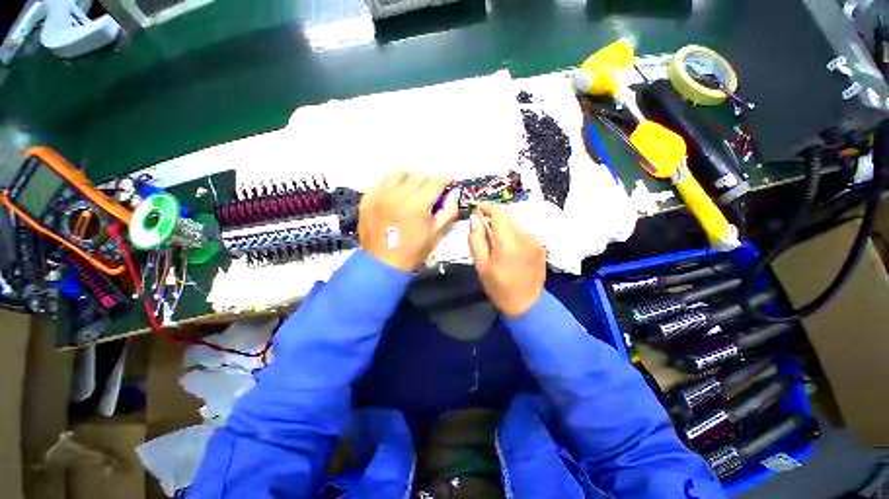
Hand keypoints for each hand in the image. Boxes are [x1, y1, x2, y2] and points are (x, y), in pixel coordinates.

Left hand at [358, 172, 459, 270]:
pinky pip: (383, 182)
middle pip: (418, 176)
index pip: (435, 182)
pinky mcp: (368, 198)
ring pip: (399, 173)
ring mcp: (379, 194)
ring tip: (413, 189)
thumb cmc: (412, 251)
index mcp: (416, 205)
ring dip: (410, 178)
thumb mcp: (435, 234)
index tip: (448, 182)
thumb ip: (448, 212)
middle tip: (431, 191)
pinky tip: (396, 194)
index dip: (445, 180)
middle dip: (429, 181)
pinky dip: (393, 184)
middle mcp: (397, 195)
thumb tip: (454, 193)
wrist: (382, 263)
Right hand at [468, 204, 545, 316]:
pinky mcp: (540, 245)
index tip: (476, 209)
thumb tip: (474, 218)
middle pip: (508, 215)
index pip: (499, 212)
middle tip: (482, 227)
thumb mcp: (481, 265)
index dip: (486, 206)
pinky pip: (523, 231)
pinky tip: (507, 246)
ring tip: (494, 239)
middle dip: (494, 216)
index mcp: (509, 241)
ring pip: (516, 222)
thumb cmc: (500, 287)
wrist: (527, 304)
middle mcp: (525, 236)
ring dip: (504, 225)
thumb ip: (476, 239)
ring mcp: (535, 240)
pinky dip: (513, 232)